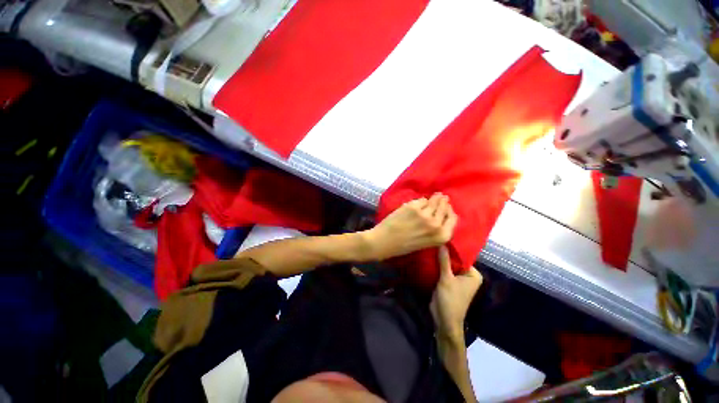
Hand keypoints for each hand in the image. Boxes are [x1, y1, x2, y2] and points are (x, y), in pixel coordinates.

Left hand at [364, 193, 457, 260]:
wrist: (384, 241)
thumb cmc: (404, 246)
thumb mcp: (426, 242)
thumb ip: (435, 229)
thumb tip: (440, 213)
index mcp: (441, 236)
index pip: (453, 219)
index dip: (450, 211)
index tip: (447, 207)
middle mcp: (436, 225)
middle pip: (445, 208)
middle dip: (443, 202)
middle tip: (442, 197)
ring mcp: (425, 214)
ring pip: (434, 201)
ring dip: (435, 198)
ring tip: (436, 195)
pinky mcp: (413, 207)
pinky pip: (421, 200)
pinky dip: (421, 200)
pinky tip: (419, 201)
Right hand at [430, 246, 481, 341]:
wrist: (444, 321)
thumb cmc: (450, 300)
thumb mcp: (446, 279)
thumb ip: (444, 261)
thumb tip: (442, 243)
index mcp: (473, 274)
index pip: (462, 256)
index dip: (451, 248)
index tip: (441, 238)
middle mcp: (467, 275)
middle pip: (454, 260)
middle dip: (444, 253)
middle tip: (433, 241)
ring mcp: (457, 279)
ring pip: (448, 265)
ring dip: (439, 259)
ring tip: (429, 246)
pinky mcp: (449, 282)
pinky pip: (443, 270)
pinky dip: (437, 266)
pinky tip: (428, 257)